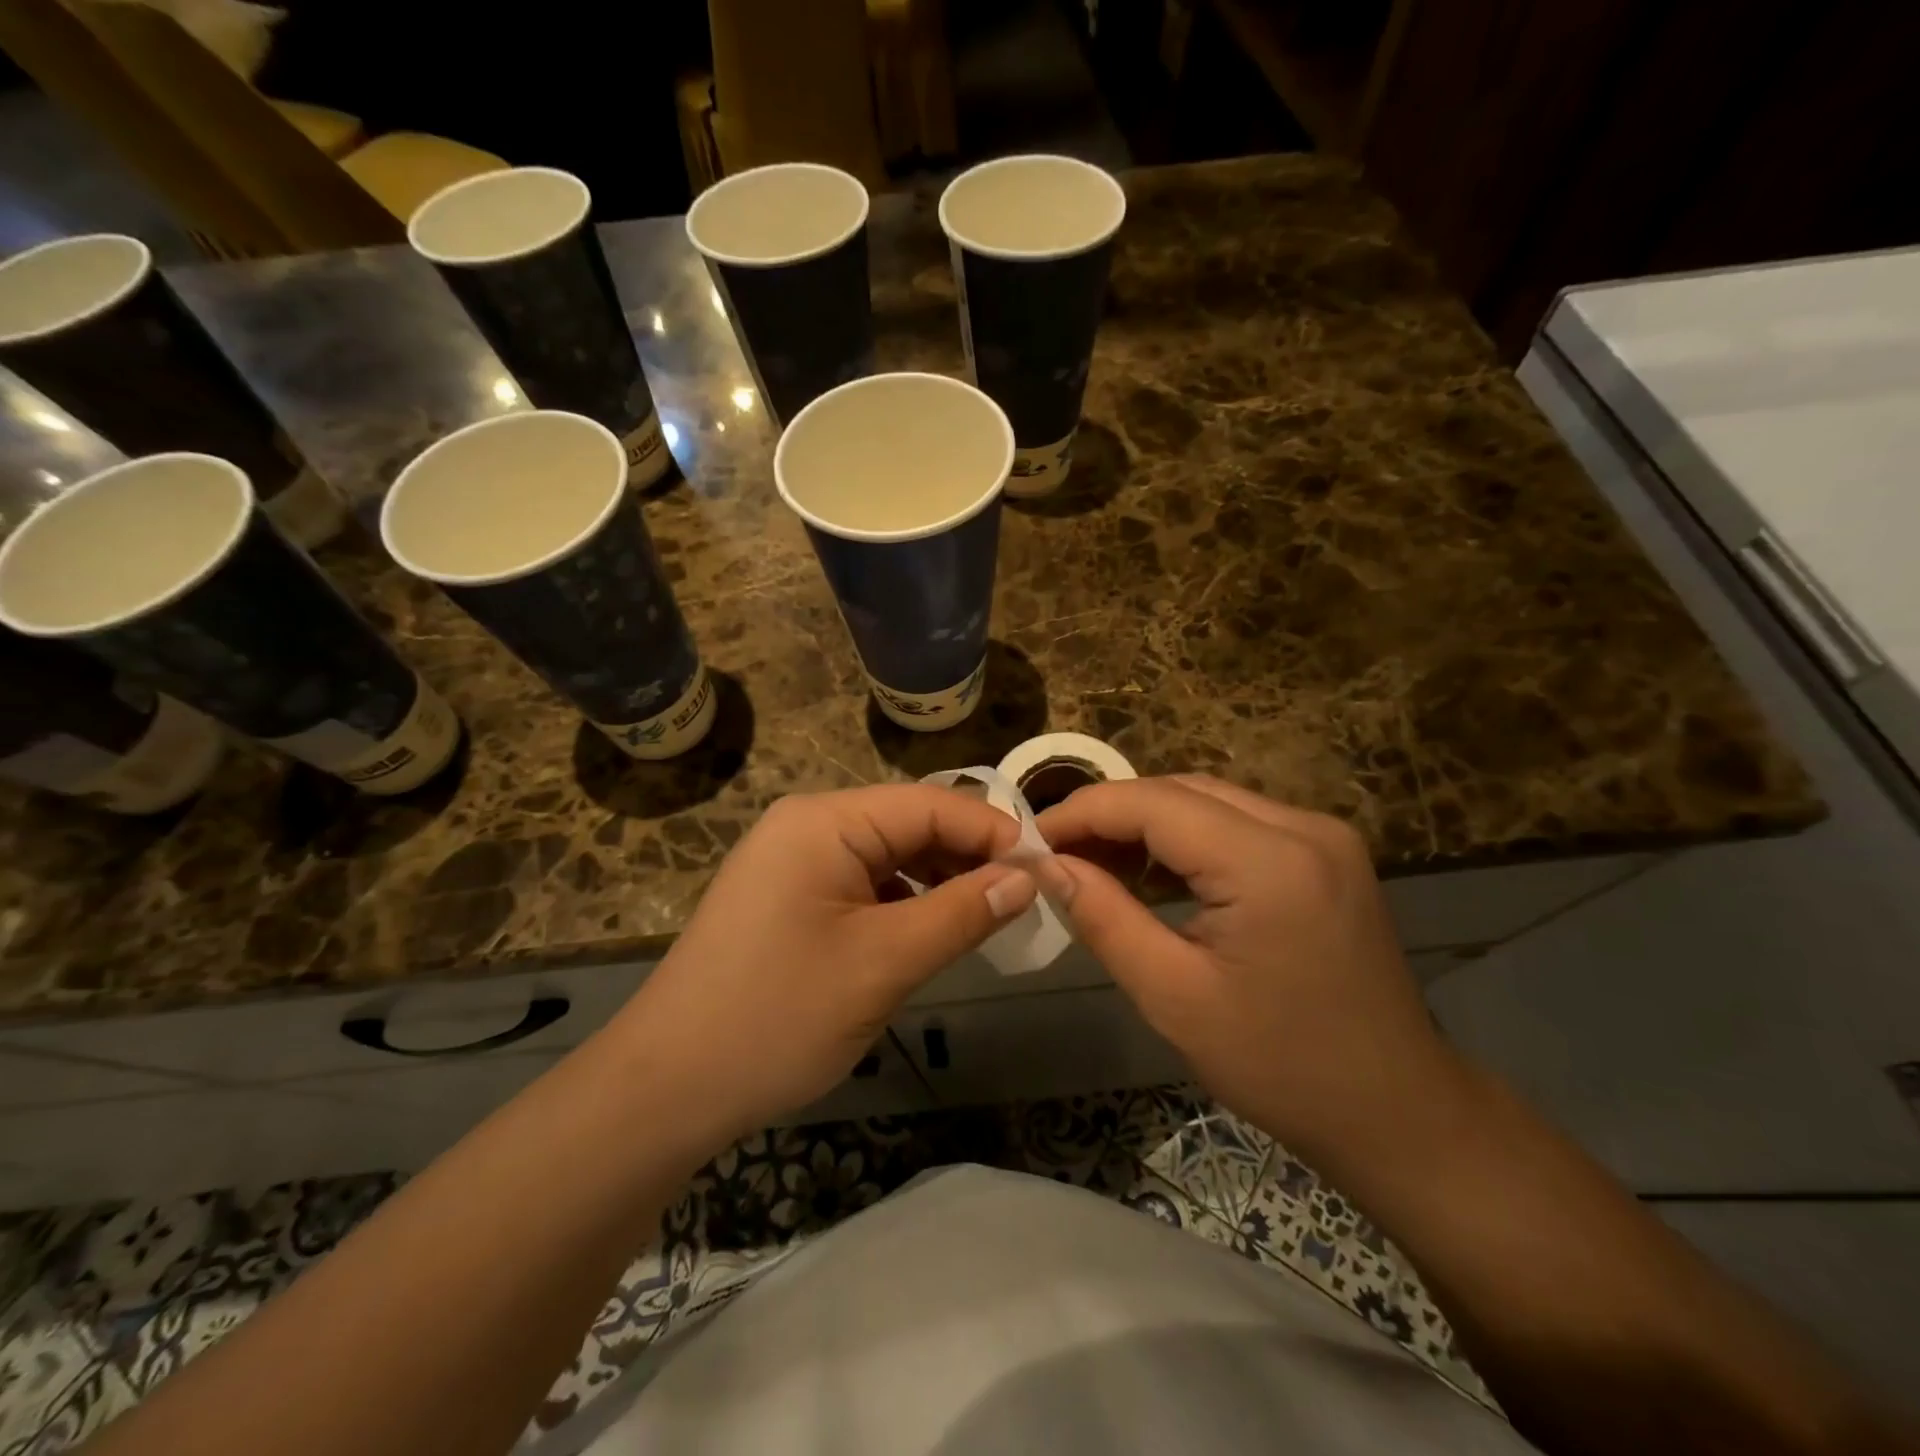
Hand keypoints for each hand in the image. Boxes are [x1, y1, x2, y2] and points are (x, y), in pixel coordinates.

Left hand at [609, 784, 1036, 1144]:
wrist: (666, 1088)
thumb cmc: (778, 1016)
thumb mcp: (884, 963)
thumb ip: (961, 913)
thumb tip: (1027, 878)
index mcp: (825, 821)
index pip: (930, 804)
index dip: (993, 832)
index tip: (1047, 868)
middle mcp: (807, 825)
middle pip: (908, 824)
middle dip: (967, 857)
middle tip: (1025, 898)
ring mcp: (792, 860)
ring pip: (888, 856)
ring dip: (938, 881)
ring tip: (986, 916)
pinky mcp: (788, 897)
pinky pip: (862, 883)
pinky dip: (903, 902)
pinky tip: (930, 931)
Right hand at [1037, 774, 1457, 1157]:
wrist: (1396, 1110)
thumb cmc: (1280, 1066)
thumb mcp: (1173, 996)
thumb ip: (1103, 917)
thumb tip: (1045, 865)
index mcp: (1270, 863)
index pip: (1153, 803)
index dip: (1083, 812)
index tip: (1030, 840)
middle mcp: (1303, 827)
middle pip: (1180, 791)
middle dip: (1110, 814)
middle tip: (1056, 854)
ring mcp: (1321, 834)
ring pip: (1206, 800)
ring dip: (1145, 824)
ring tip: (1092, 862)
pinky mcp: (1325, 851)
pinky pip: (1236, 823)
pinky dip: (1185, 838)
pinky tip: (1150, 872)